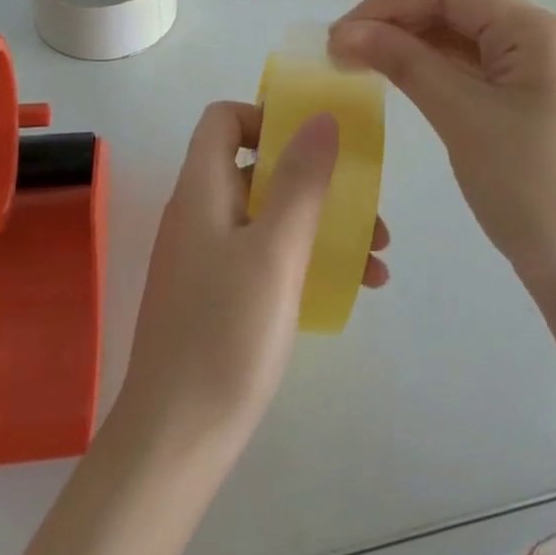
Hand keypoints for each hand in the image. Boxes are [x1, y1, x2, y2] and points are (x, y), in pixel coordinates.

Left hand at [114, 101, 390, 461]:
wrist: (178, 437)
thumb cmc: (227, 334)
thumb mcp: (276, 251)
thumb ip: (300, 181)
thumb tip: (321, 117)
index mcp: (201, 190)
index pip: (224, 120)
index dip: (267, 119)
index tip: (315, 146)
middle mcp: (199, 213)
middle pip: (257, 168)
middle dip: (317, 181)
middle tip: (369, 212)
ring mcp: (206, 256)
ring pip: (269, 216)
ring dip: (323, 225)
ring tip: (377, 259)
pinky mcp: (217, 295)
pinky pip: (266, 256)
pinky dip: (306, 259)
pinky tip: (352, 288)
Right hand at [329, 0, 555, 280]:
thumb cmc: (527, 187)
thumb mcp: (461, 116)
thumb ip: (404, 62)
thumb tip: (344, 31)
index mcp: (534, 29)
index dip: (389, 2)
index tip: (341, 34)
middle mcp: (537, 34)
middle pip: (453, 4)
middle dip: (394, 20)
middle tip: (341, 51)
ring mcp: (530, 64)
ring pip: (456, 32)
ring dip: (407, 41)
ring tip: (357, 62)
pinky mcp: (520, 92)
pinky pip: (466, 62)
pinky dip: (427, 64)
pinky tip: (394, 75)